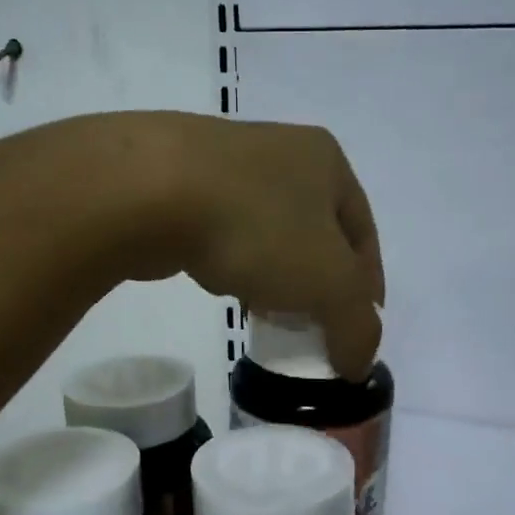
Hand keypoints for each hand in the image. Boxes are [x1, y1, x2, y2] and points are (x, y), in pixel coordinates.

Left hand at [112, 114, 384, 377]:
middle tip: (315, 326)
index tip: (359, 331)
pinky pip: (223, 231)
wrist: (147, 191)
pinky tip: (224, 286)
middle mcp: (281, 150)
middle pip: (316, 233)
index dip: (368, 289)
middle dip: (320, 282)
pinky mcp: (179, 182)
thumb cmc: (256, 227)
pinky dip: (234, 262)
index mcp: (326, 160)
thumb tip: (358, 363)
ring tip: (268, 314)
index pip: (364, 235)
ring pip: (268, 232)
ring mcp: (226, 162)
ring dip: (276, 274)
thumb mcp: (329, 283)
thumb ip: (357, 326)